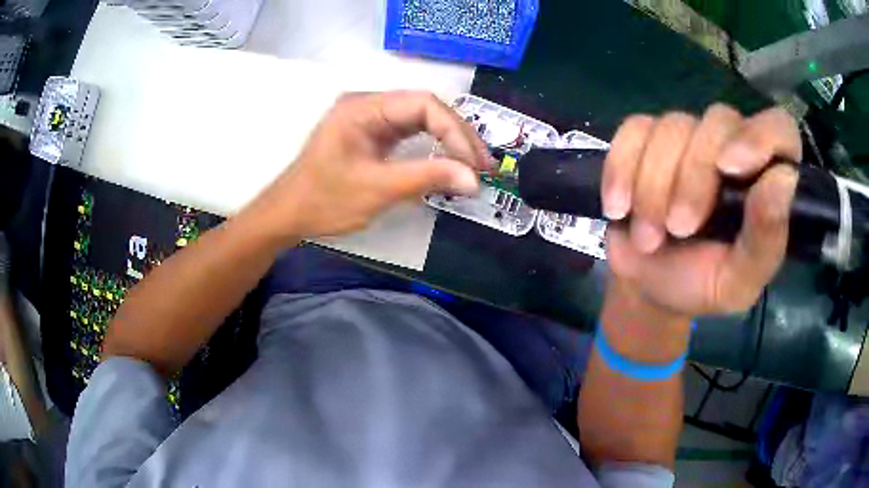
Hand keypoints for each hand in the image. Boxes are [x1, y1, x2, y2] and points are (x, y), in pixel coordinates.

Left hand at [246, 91, 490, 240]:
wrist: (288, 214)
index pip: (423, 104)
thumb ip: (426, 178)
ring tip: (473, 165)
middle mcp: (368, 105)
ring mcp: (370, 119)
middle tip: (482, 166)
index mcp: (363, 107)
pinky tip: (447, 163)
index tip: (476, 163)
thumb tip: (474, 180)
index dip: (455, 131)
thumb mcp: (377, 189)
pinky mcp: (372, 135)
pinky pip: (409, 134)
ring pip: (421, 120)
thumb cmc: (323, 200)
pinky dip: (432, 148)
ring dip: (448, 141)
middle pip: (425, 108)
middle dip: (457, 136)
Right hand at [601, 105, 800, 315]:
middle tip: (678, 228)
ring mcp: (686, 137)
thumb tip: (783, 179)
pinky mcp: (645, 139)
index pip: (779, 129)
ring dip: (654, 186)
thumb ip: (766, 239)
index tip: (729, 167)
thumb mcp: (738, 281)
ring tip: (648, 237)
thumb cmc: (700, 286)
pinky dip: (621, 169)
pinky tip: (619, 207)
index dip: (759, 137)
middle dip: (693, 178)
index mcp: (763, 179)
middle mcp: (730, 146)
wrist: (648, 287)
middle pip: (718, 122)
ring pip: (672, 126)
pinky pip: (632, 131)